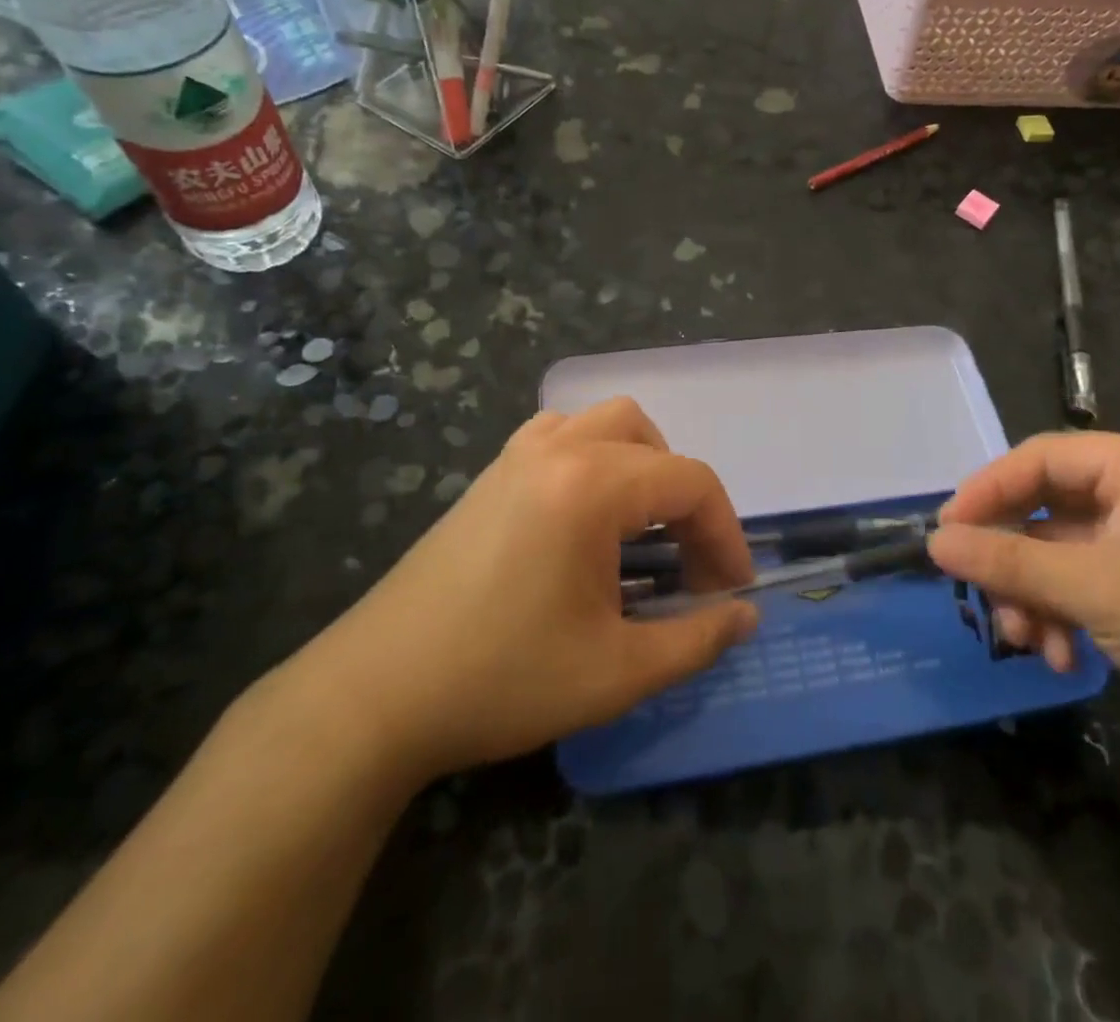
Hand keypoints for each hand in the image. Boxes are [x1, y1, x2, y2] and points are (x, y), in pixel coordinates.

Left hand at [295, 398, 757, 779]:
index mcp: (591, 485)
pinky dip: (593, 456)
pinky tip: (585, 514)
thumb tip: (745, 615)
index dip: (724, 535)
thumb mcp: (616, 672)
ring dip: (641, 465)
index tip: (731, 591)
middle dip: (685, 498)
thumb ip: (695, 639)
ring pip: (604, 423)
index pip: (690, 483)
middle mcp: (557, 450)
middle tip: (686, 564)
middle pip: (652, 442)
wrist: (374, 695)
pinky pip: (559, 434)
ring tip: (642, 529)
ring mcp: (516, 456)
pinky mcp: (489, 475)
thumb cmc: (502, 679)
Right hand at [929, 433, 1119, 771]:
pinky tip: (1063, 658)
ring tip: (1027, 643)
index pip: (1040, 459)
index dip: (987, 491)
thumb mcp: (1097, 590)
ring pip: (1059, 555)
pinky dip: (1065, 616)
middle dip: (1014, 562)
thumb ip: (1009, 562)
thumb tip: (934, 543)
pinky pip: (1084, 585)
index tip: (946, 532)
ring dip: (1036, 598)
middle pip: (1046, 510)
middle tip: (985, 599)